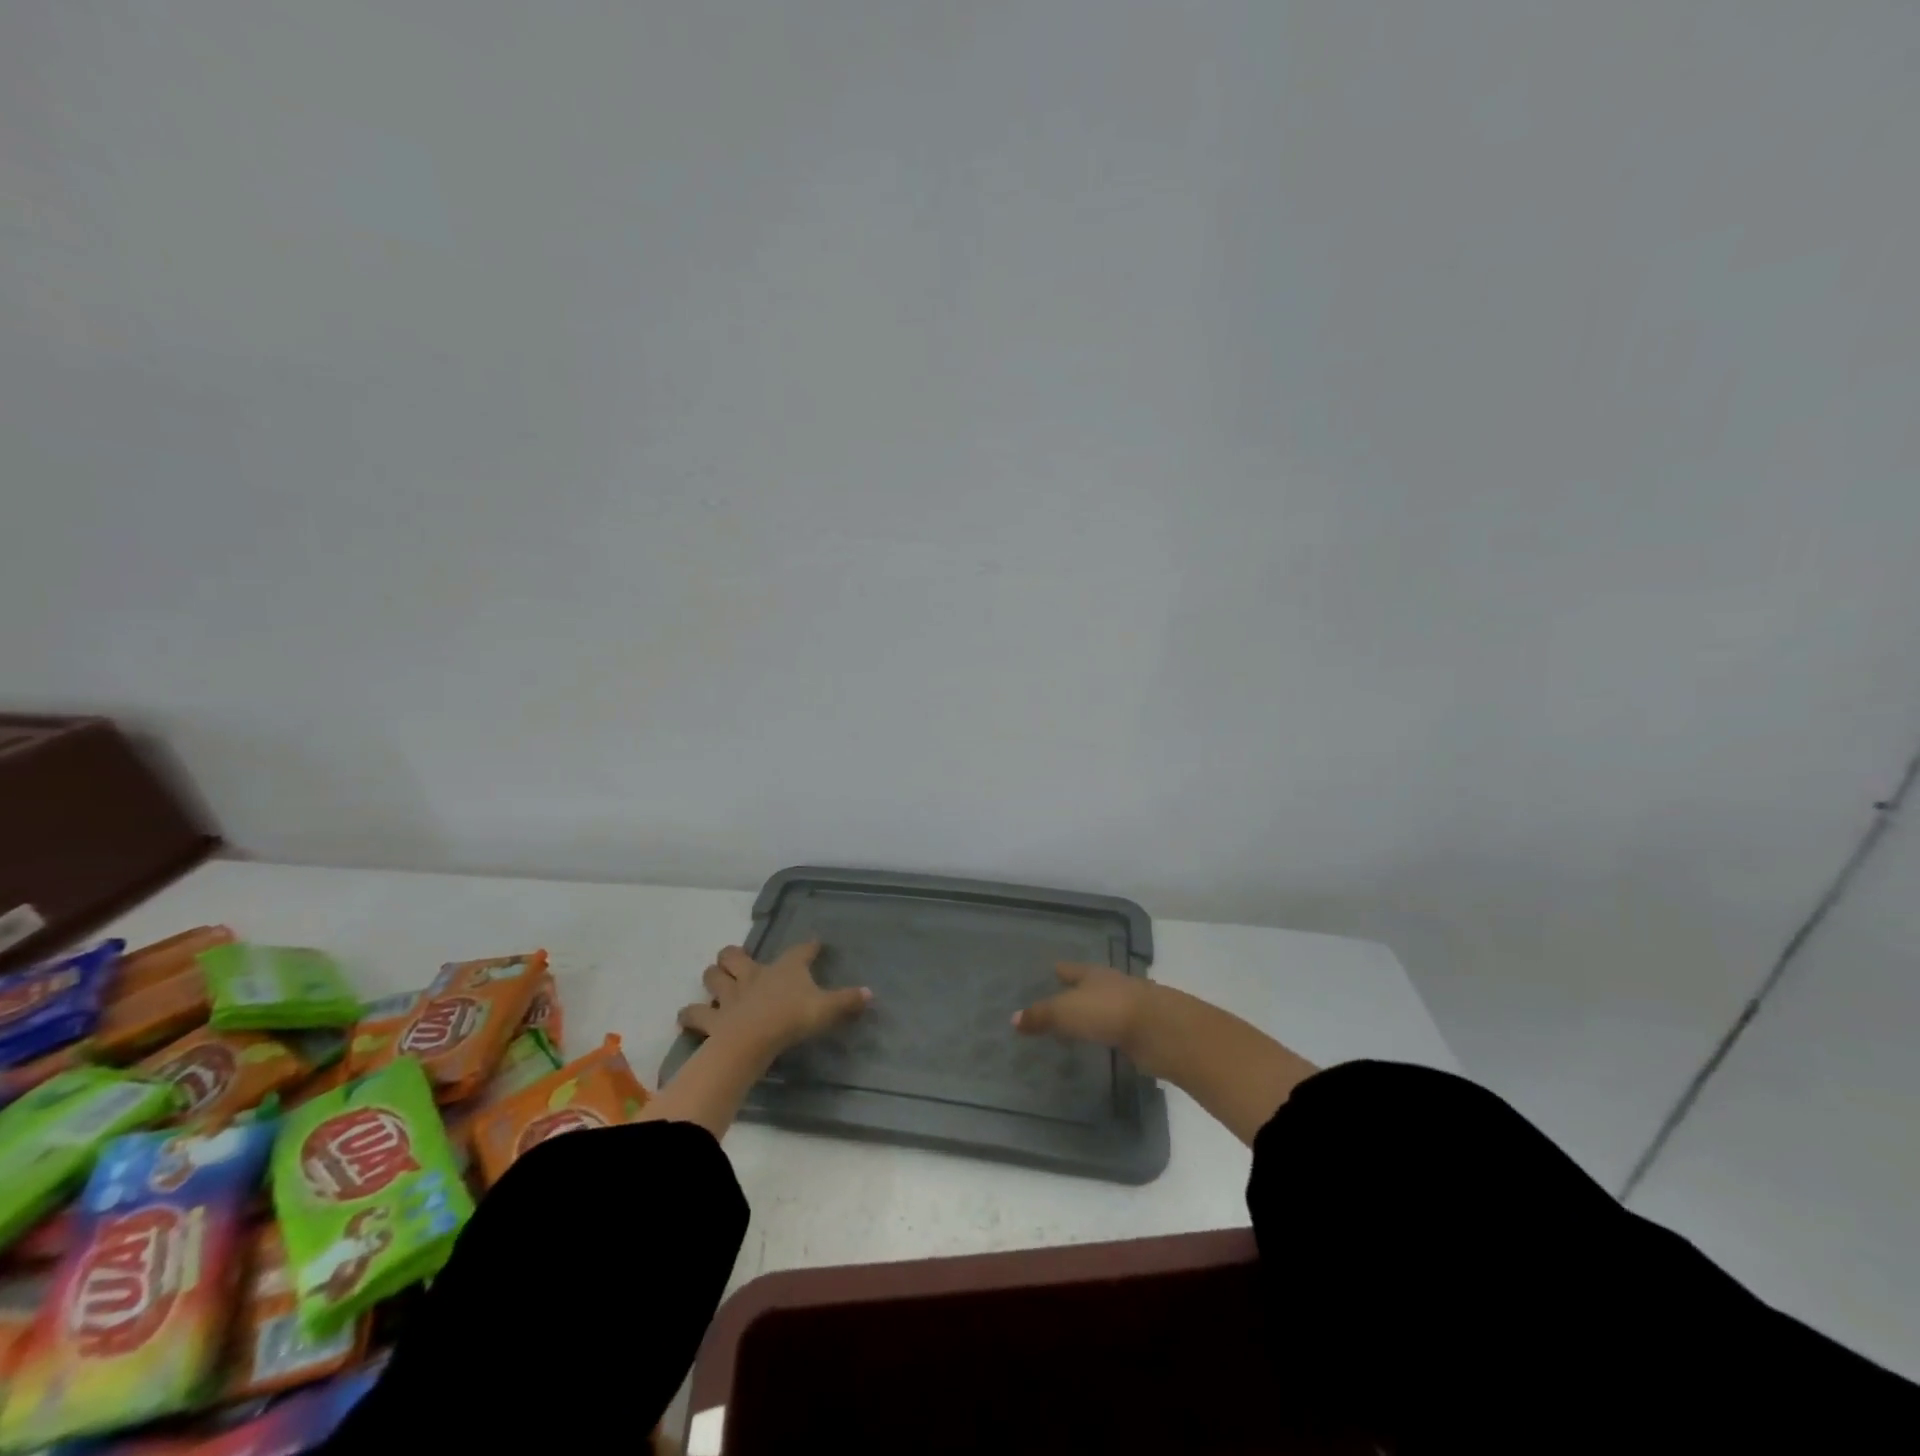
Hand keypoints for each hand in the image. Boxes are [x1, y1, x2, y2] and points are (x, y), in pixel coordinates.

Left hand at [677, 941, 870, 1056]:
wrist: (753, 1039)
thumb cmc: (792, 1018)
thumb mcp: (826, 1010)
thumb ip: (847, 1001)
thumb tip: (871, 993)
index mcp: (785, 969)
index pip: (800, 951)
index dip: (808, 947)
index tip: (814, 944)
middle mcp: (754, 975)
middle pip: (736, 956)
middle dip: (734, 955)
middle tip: (738, 960)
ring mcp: (730, 996)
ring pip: (713, 977)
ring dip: (712, 977)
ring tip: (714, 980)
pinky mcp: (713, 1020)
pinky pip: (694, 1015)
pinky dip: (690, 1015)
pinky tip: (689, 1016)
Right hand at [1012, 963, 1168, 1075]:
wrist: (1160, 1030)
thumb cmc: (1107, 1012)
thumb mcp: (1065, 1012)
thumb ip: (1040, 1016)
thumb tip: (1013, 1018)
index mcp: (1093, 974)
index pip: (1071, 969)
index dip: (1061, 970)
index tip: (1052, 969)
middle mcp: (1112, 985)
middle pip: (1091, 985)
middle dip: (1078, 990)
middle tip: (1061, 998)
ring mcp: (1131, 1007)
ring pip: (1106, 1006)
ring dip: (1095, 1012)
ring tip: (1079, 1023)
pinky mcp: (1143, 1030)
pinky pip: (1118, 1028)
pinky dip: (1108, 1032)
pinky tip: (1102, 1040)